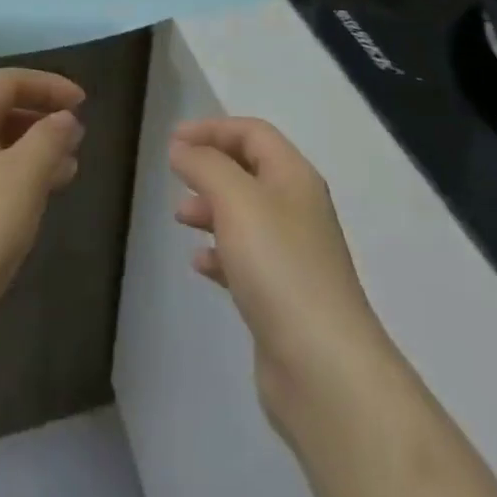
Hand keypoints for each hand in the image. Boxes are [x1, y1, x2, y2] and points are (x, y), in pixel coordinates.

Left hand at [0, 69, 85, 343]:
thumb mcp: (24, 176)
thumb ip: (50, 138)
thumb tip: (64, 118)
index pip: (7, 81)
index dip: (48, 85)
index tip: (84, 103)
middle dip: (40, 120)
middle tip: (76, 140)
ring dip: (30, 153)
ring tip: (67, 172)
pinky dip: (12, 181)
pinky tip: (32, 206)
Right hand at [170, 118, 397, 429]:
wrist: (323, 367)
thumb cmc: (278, 265)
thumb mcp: (236, 199)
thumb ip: (205, 165)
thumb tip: (182, 148)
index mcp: (294, 176)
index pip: (253, 133)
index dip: (213, 129)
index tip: (173, 140)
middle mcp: (297, 208)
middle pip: (249, 171)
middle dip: (210, 168)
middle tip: (175, 175)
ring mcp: (293, 255)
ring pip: (245, 216)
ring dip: (211, 209)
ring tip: (180, 218)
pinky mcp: (282, 296)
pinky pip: (245, 259)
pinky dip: (220, 252)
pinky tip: (199, 263)